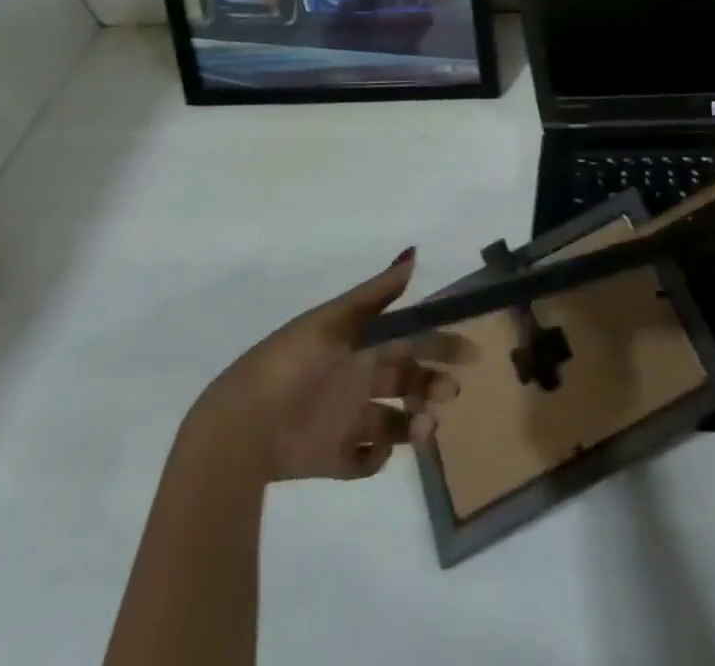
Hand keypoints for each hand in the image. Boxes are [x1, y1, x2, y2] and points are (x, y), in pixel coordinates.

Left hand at [188, 249, 466, 483]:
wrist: (241, 425)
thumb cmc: (294, 362)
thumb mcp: (337, 320)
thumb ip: (378, 292)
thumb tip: (414, 253)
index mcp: (362, 343)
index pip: (412, 338)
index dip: (442, 343)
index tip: (473, 353)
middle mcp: (358, 378)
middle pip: (409, 379)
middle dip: (434, 385)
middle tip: (449, 394)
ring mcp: (345, 418)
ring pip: (395, 420)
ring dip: (415, 423)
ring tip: (420, 431)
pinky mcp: (330, 457)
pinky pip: (365, 460)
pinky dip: (376, 458)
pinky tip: (374, 451)